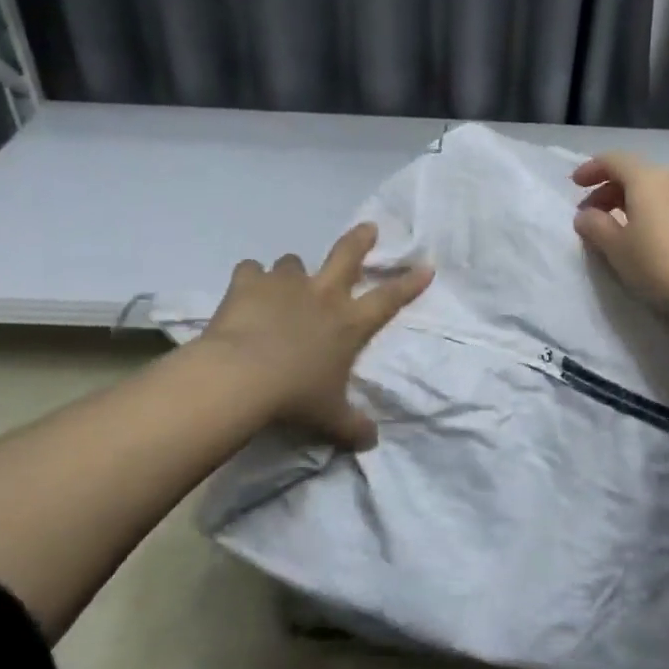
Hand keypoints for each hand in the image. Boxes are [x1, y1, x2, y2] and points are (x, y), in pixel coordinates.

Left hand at [198, 223, 432, 450]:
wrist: (242, 377)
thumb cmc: (295, 396)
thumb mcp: (330, 417)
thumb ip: (353, 426)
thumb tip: (372, 441)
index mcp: (349, 323)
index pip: (389, 299)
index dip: (409, 283)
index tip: (426, 266)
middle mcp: (322, 295)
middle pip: (347, 255)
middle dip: (360, 240)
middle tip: (369, 228)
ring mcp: (285, 285)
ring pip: (293, 262)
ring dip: (292, 271)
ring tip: (284, 283)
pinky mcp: (249, 283)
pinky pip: (250, 270)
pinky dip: (250, 279)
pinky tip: (246, 290)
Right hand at [572, 152, 668, 330]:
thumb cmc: (660, 266)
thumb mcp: (616, 249)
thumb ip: (595, 227)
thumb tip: (586, 214)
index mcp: (647, 181)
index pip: (615, 160)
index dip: (592, 169)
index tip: (576, 185)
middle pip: (638, 176)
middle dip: (611, 191)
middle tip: (593, 215)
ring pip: (660, 194)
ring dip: (636, 206)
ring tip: (624, 232)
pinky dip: (659, 218)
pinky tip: (657, 245)